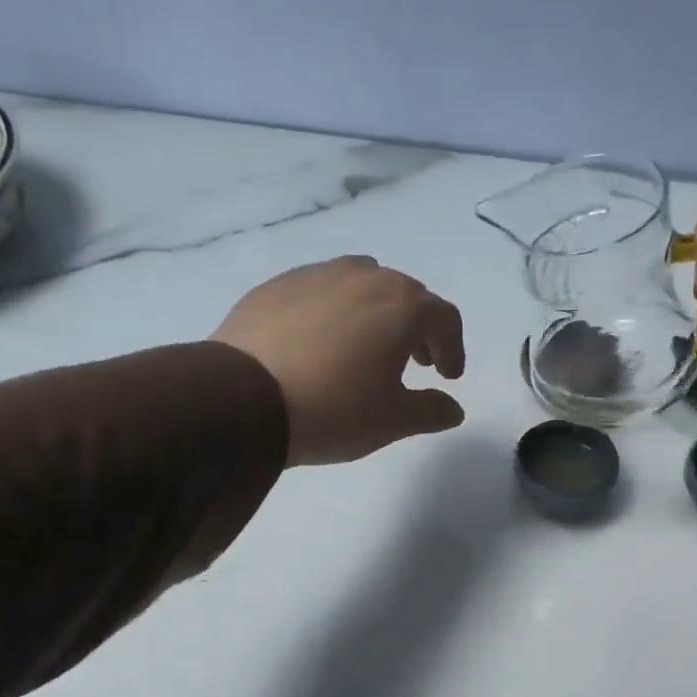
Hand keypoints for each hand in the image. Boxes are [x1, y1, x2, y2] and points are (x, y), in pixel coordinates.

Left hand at [212, 256, 466, 465]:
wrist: (243, 400)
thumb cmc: (335, 410)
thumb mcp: (393, 420)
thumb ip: (431, 410)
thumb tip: (453, 408)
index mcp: (402, 305)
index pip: (444, 318)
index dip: (453, 348)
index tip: (447, 377)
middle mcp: (364, 277)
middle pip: (406, 295)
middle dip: (417, 328)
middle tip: (414, 362)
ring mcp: (316, 275)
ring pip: (362, 285)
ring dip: (376, 313)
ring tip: (367, 348)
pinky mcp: (277, 286)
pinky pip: (321, 291)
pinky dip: (335, 312)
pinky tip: (321, 345)